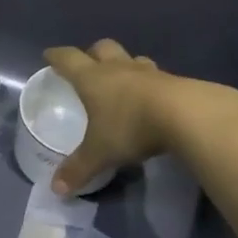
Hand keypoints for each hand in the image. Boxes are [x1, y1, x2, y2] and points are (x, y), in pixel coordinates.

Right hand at [43, 40, 179, 193]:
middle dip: (92, 53)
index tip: (49, 56)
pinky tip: (152, 99)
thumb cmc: (131, 126)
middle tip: (88, 66)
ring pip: (132, 59)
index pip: (68, 59)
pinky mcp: (176, 82)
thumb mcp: (100, 153)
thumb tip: (56, 189)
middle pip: (102, 48)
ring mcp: (149, 73)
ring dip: (124, 65)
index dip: (56, 56)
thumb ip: (78, 169)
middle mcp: (119, 69)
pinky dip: (150, 83)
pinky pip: (157, 76)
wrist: (188, 115)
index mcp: (93, 79)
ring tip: (122, 81)